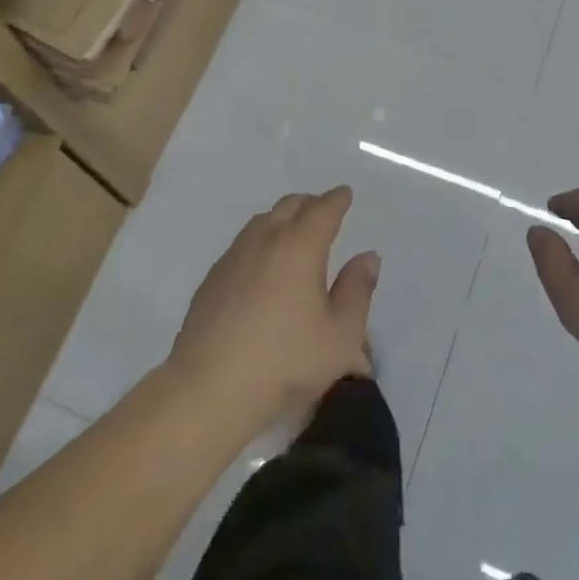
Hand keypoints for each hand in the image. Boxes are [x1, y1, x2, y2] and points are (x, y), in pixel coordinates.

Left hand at [169, 187, 379, 425]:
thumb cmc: (286, 360)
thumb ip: (357, 291)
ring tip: (293, 232)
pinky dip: (260, 240)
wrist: (212, 385)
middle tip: (323, 210)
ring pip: (262, 221)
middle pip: (290, 206)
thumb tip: (367, 257)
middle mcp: (265, 241)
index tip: (344, 194)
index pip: (322, 210)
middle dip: (310, 203)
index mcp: (300, 247)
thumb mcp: (340, 334)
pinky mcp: (212, 278)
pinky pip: (242, 243)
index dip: (336, 200)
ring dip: (282, 218)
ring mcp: (234, 257)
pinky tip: (262, 264)